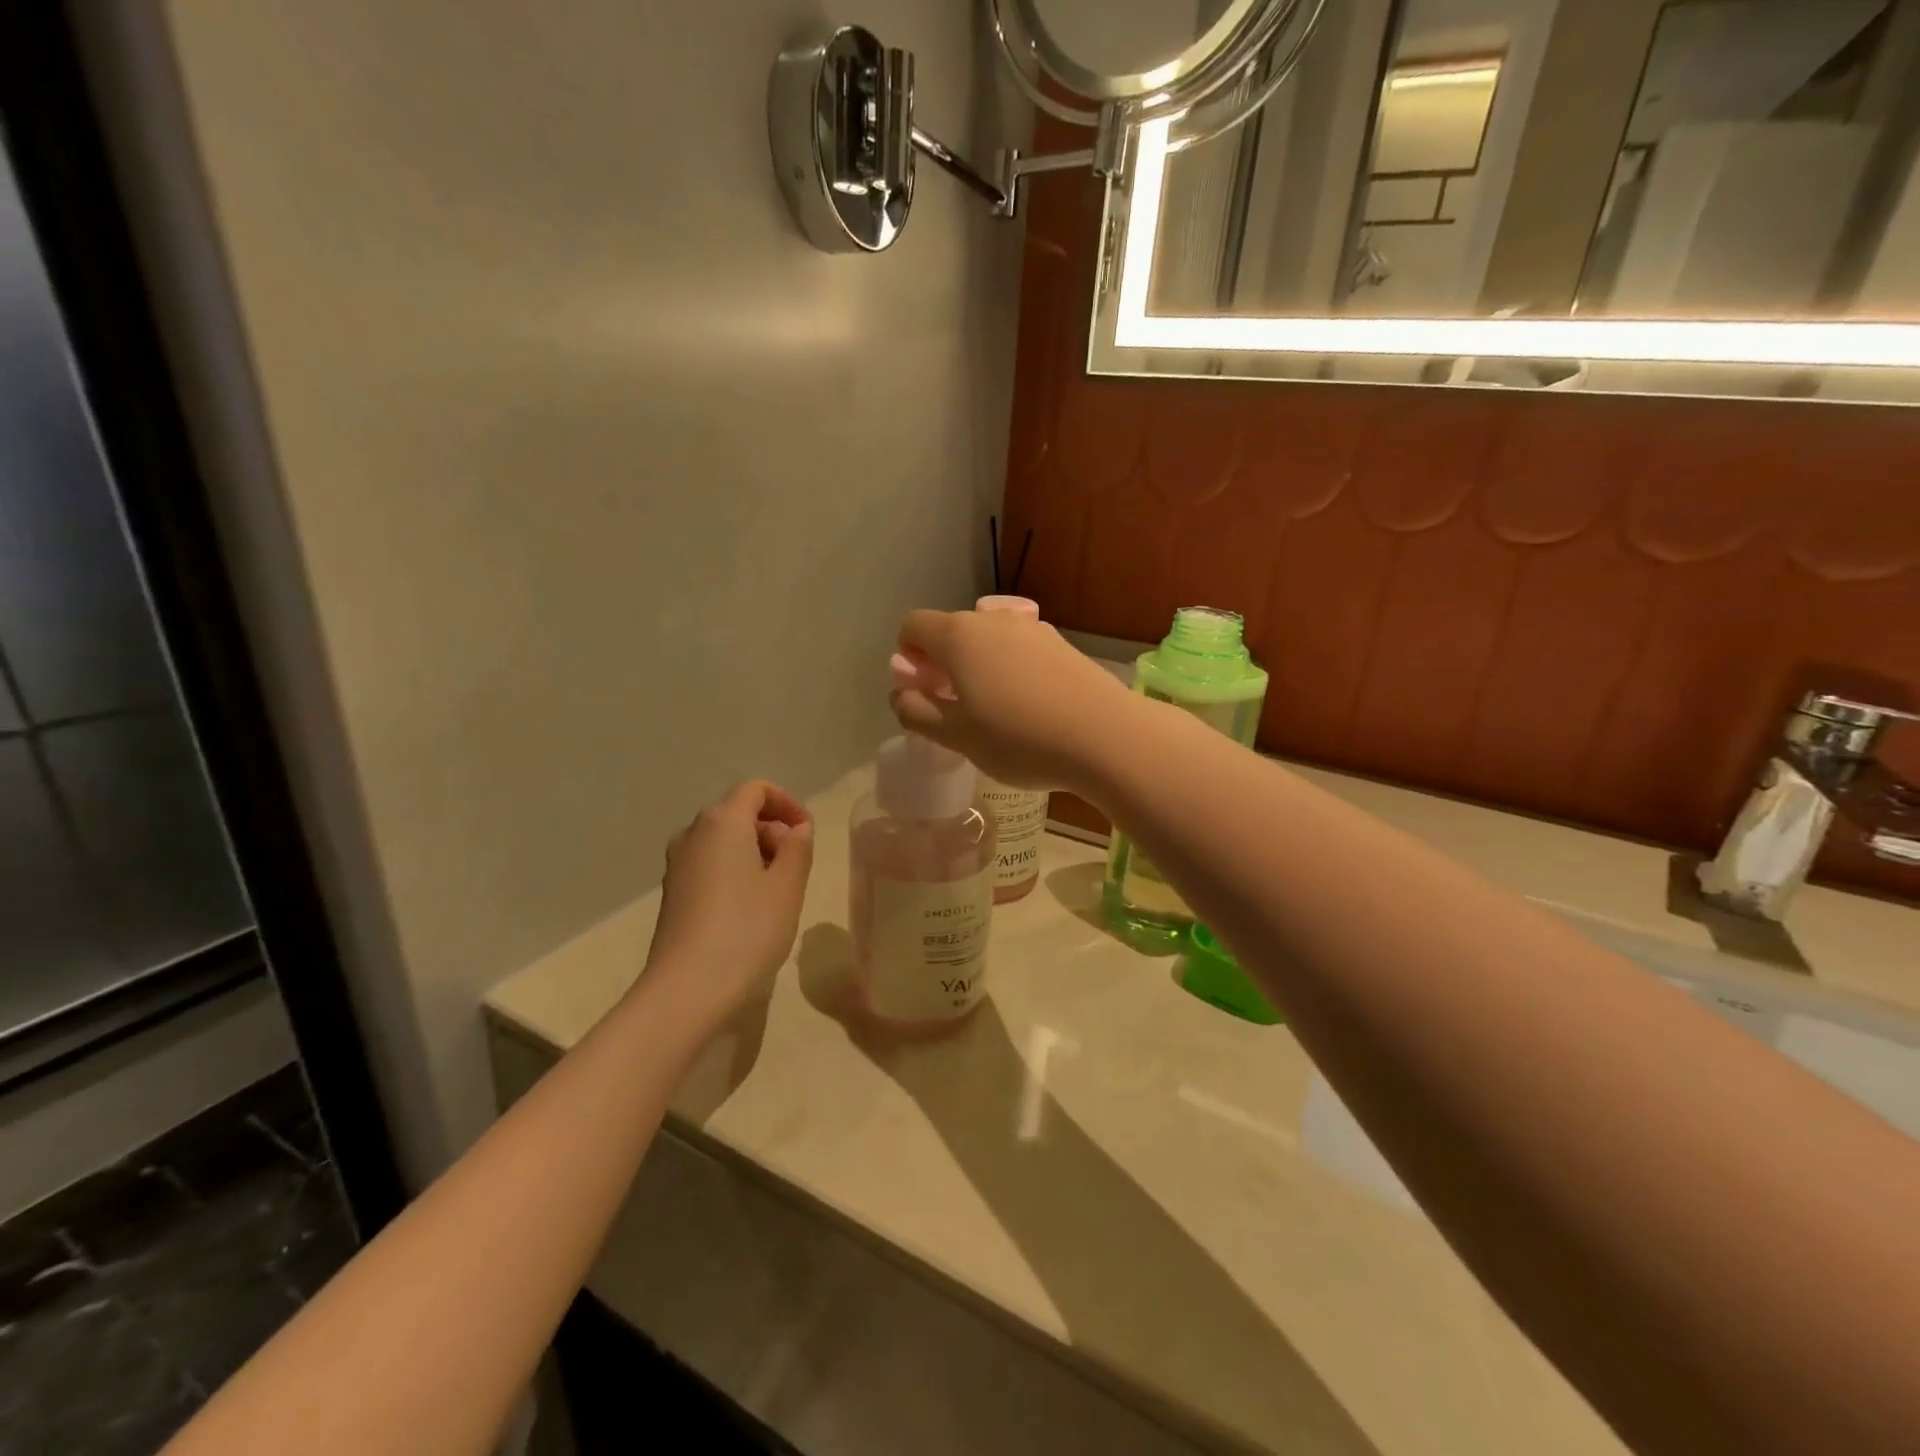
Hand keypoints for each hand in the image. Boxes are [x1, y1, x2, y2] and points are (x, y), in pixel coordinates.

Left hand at [643, 781, 813, 1029]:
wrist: (687, 990)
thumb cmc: (747, 930)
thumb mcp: (788, 886)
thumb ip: (798, 848)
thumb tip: (797, 829)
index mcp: (722, 822)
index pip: (756, 789)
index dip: (787, 803)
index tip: (807, 833)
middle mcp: (693, 833)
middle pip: (738, 813)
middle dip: (773, 830)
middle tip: (797, 866)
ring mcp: (677, 864)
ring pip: (723, 840)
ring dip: (755, 852)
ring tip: (778, 891)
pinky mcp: (673, 892)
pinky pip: (710, 864)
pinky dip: (735, 871)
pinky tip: (750, 909)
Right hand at [889, 609, 1132, 789]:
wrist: (1105, 736)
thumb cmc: (1020, 739)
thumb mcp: (957, 736)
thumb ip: (917, 711)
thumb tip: (901, 694)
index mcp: (959, 637)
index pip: (913, 625)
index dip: (907, 654)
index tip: (922, 689)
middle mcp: (993, 621)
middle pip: (951, 630)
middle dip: (942, 662)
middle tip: (954, 706)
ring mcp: (1032, 629)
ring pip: (988, 640)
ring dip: (977, 666)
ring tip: (994, 711)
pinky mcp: (1062, 644)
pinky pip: (1019, 650)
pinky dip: (1009, 669)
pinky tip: (1029, 707)